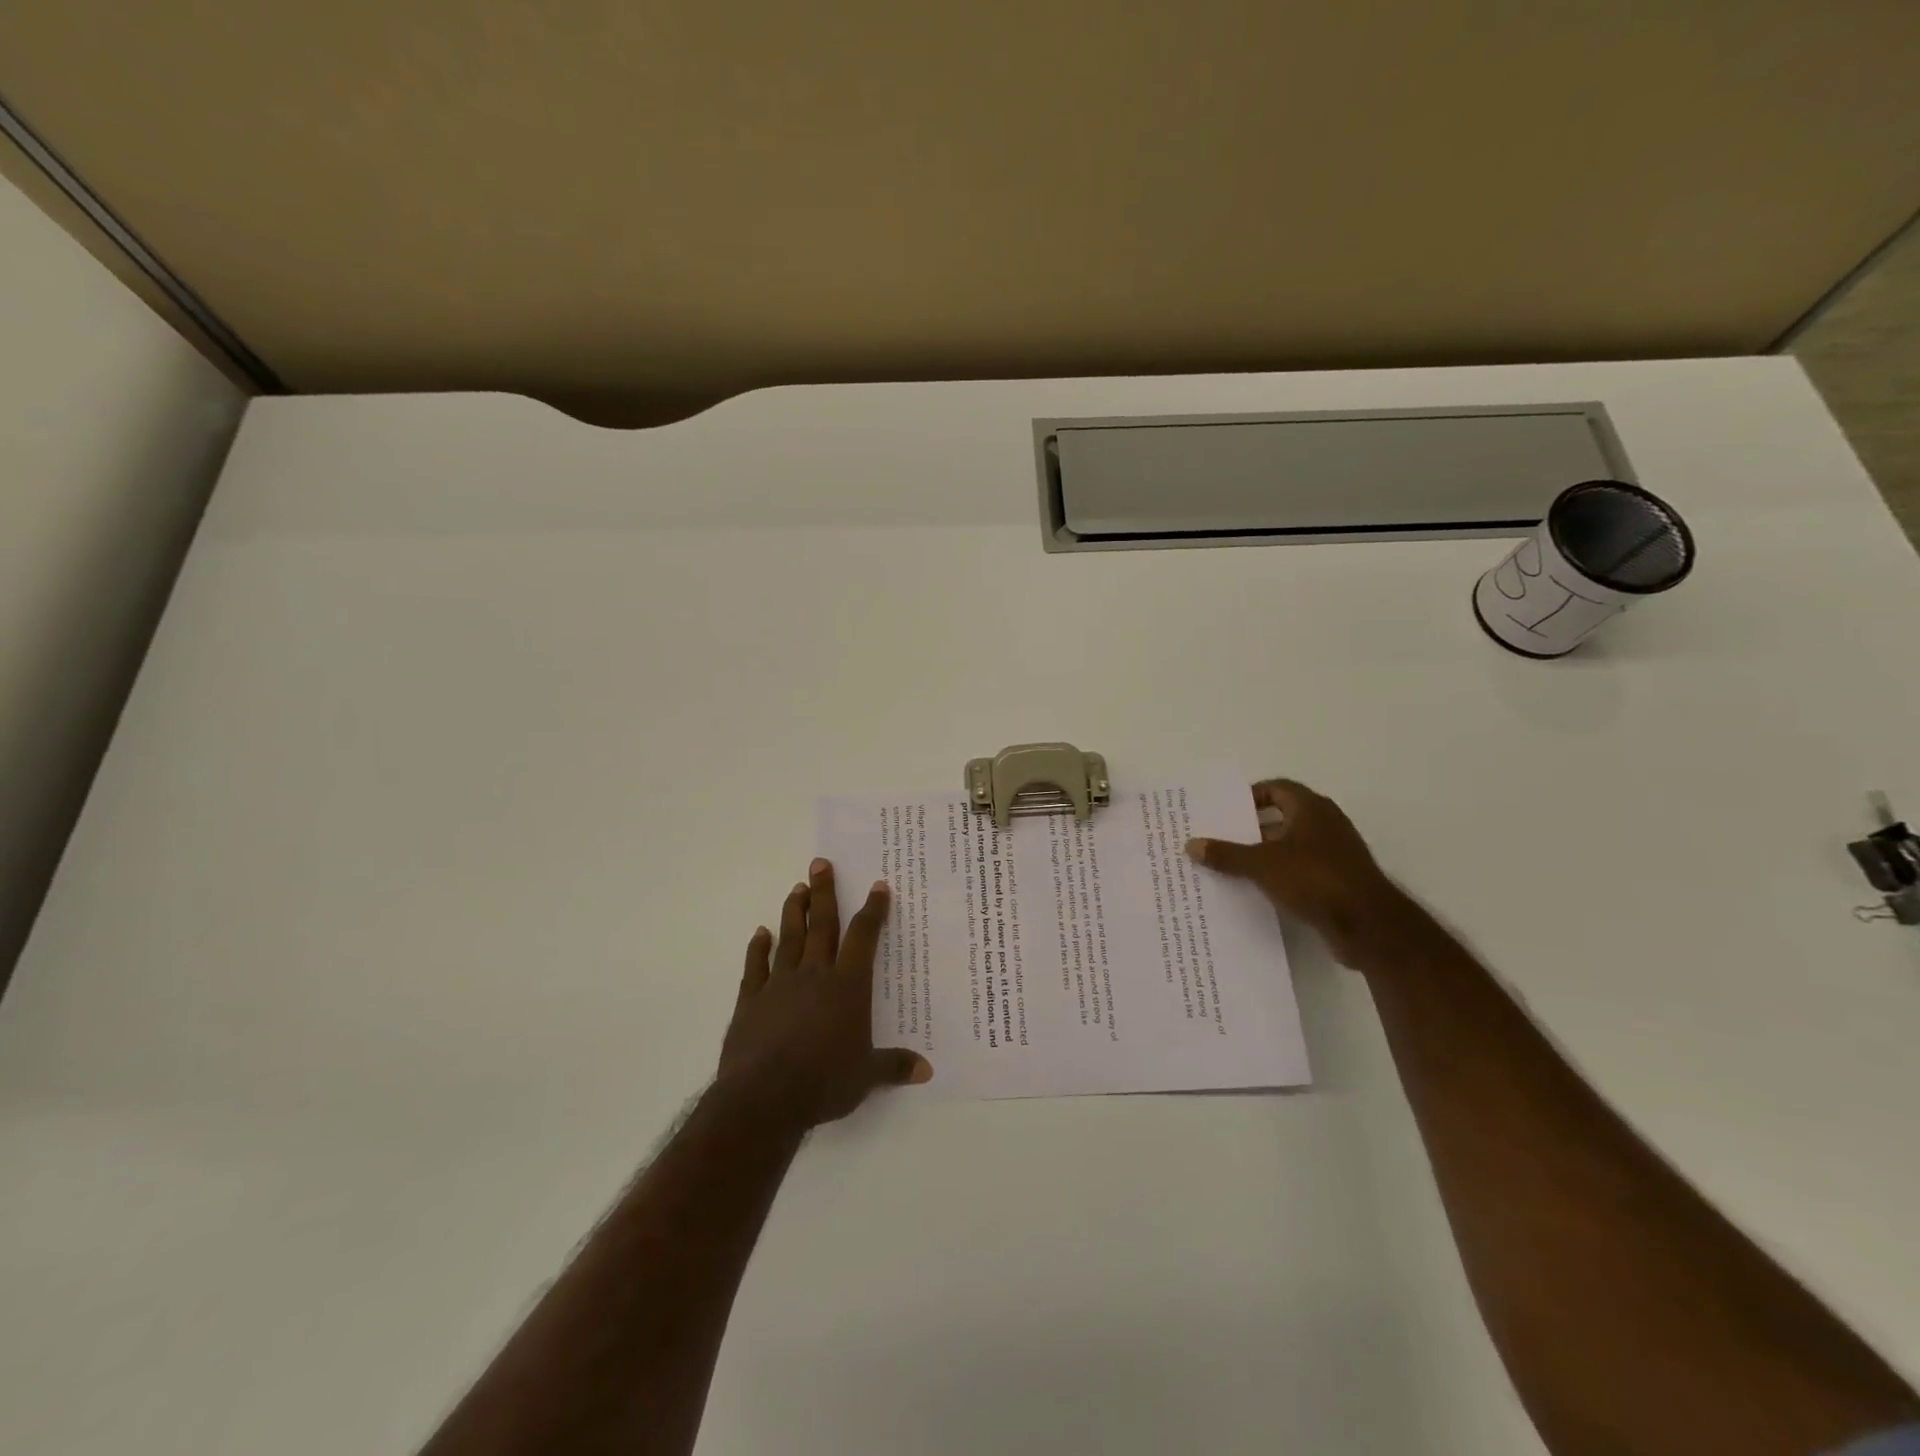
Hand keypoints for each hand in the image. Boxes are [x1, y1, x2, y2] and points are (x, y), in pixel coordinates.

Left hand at [718, 857, 932, 1131]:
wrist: (764, 1097)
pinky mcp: (751, 1000)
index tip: (877, 886)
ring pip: (790, 938)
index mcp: (847, 986)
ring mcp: (779, 984)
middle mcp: (815, 975)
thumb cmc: (824, 1082)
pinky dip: (758, 948)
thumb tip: (927, 1070)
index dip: (872, 910)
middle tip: (820, 863)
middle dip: (825, 892)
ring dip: (794, 912)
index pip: (863, 938)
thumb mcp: (867, 1076)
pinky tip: (760, 933)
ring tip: (797, 888)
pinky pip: (756, 966)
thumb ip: (894, 1066)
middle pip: (822, 925)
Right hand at [1186, 780, 1402, 967]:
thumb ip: (1226, 855)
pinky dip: (1279, 875)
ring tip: (1229, 865)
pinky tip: (1255, 890)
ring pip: (1290, 846)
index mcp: (1310, 808)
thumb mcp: (1262, 864)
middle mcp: (1325, 824)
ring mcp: (1334, 854)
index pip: (1276, 788)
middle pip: (1281, 817)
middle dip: (1250, 827)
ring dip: (1263, 854)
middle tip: (1219, 838)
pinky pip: (1300, 870)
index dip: (1249, 796)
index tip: (1224, 811)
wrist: (1368, 925)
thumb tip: (1191, 845)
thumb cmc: (1314, 879)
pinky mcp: (1337, 881)